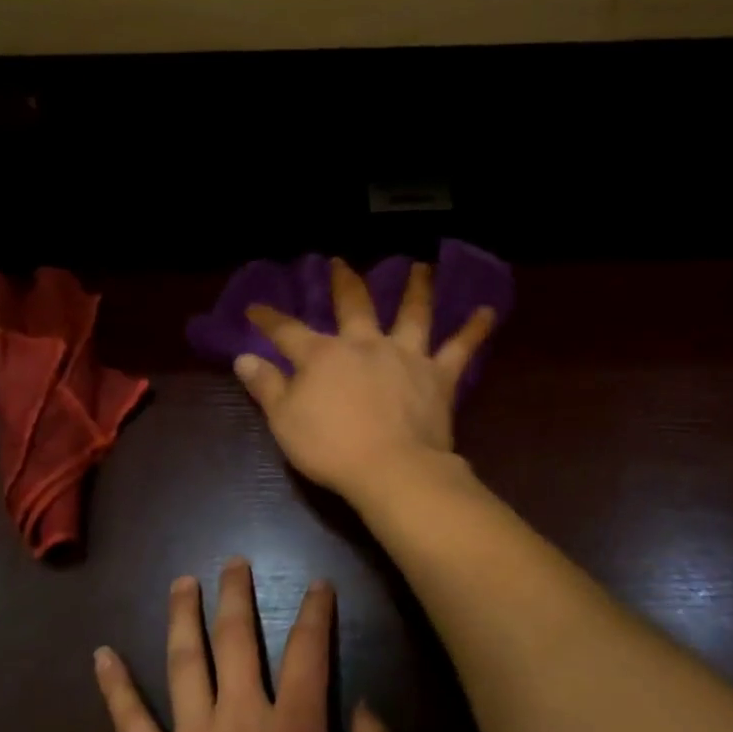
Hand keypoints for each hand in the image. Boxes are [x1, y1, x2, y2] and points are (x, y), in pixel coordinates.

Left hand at [94, 558, 391, 731]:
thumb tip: (365, 702)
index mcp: (292, 731)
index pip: (307, 651)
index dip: (315, 611)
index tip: (318, 584)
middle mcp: (240, 722)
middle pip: (237, 640)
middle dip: (237, 594)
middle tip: (234, 561)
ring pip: (185, 663)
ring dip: (184, 616)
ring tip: (182, 582)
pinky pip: (130, 723)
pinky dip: (115, 687)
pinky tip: (102, 655)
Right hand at [234, 259, 495, 499]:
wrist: (391, 469)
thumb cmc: (331, 448)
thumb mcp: (285, 421)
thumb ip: (266, 386)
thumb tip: (243, 358)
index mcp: (323, 355)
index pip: (288, 332)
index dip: (269, 320)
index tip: (255, 308)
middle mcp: (365, 344)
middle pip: (354, 304)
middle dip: (344, 282)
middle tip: (341, 263)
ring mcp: (405, 355)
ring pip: (413, 313)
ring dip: (417, 288)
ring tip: (423, 267)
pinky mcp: (438, 375)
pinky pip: (460, 347)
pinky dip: (475, 329)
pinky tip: (488, 311)